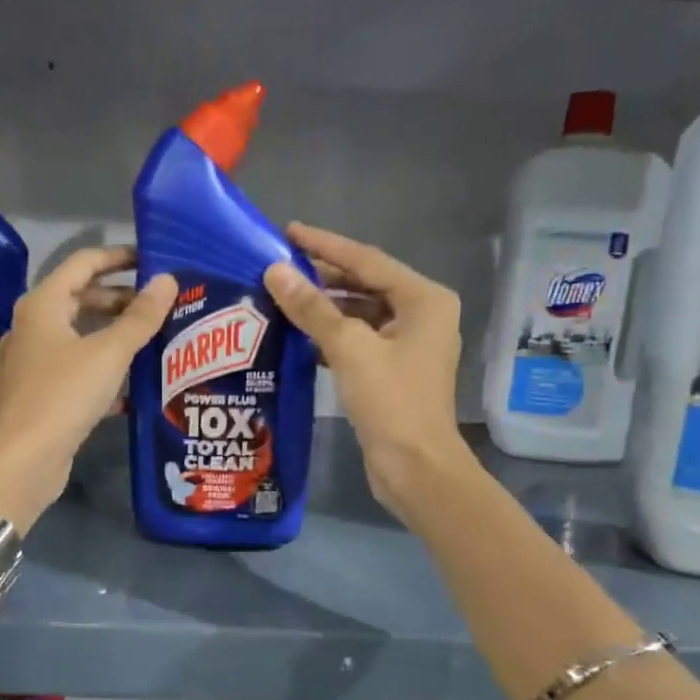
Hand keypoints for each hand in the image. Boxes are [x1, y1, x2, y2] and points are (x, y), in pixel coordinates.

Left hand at [0, 247, 176, 530]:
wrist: (20, 462)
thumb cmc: (63, 395)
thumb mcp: (109, 353)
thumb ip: (140, 317)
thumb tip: (167, 280)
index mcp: (42, 306)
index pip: (83, 263)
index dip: (118, 257)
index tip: (153, 260)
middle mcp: (31, 328)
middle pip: (80, 300)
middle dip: (120, 300)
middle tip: (160, 306)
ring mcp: (31, 364)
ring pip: (78, 338)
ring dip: (113, 337)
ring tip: (153, 342)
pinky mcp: (37, 396)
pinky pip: (74, 371)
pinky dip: (101, 371)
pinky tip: (131, 388)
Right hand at [264, 222, 472, 525]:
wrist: (415, 467)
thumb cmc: (391, 401)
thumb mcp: (349, 348)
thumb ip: (312, 308)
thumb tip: (276, 272)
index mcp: (423, 299)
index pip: (366, 260)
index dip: (325, 245)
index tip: (288, 232)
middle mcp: (422, 315)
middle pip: (365, 284)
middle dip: (323, 276)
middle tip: (279, 266)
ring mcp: (409, 344)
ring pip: (360, 313)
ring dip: (324, 307)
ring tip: (282, 297)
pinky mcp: (394, 369)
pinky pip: (359, 338)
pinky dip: (331, 334)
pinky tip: (299, 334)